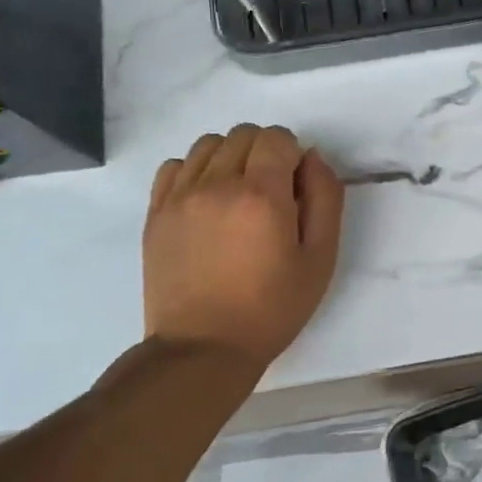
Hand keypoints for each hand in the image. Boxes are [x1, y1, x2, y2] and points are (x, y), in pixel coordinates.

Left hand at [143, 125, 343, 377]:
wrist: (205, 347)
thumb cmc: (274, 306)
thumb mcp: (321, 257)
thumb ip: (325, 198)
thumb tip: (313, 158)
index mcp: (262, 195)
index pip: (277, 137)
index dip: (294, 155)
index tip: (297, 188)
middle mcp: (216, 184)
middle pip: (243, 134)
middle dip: (265, 152)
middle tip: (273, 193)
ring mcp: (179, 197)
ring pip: (208, 144)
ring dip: (231, 157)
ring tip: (240, 195)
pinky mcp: (156, 213)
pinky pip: (175, 165)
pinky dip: (196, 171)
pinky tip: (210, 202)